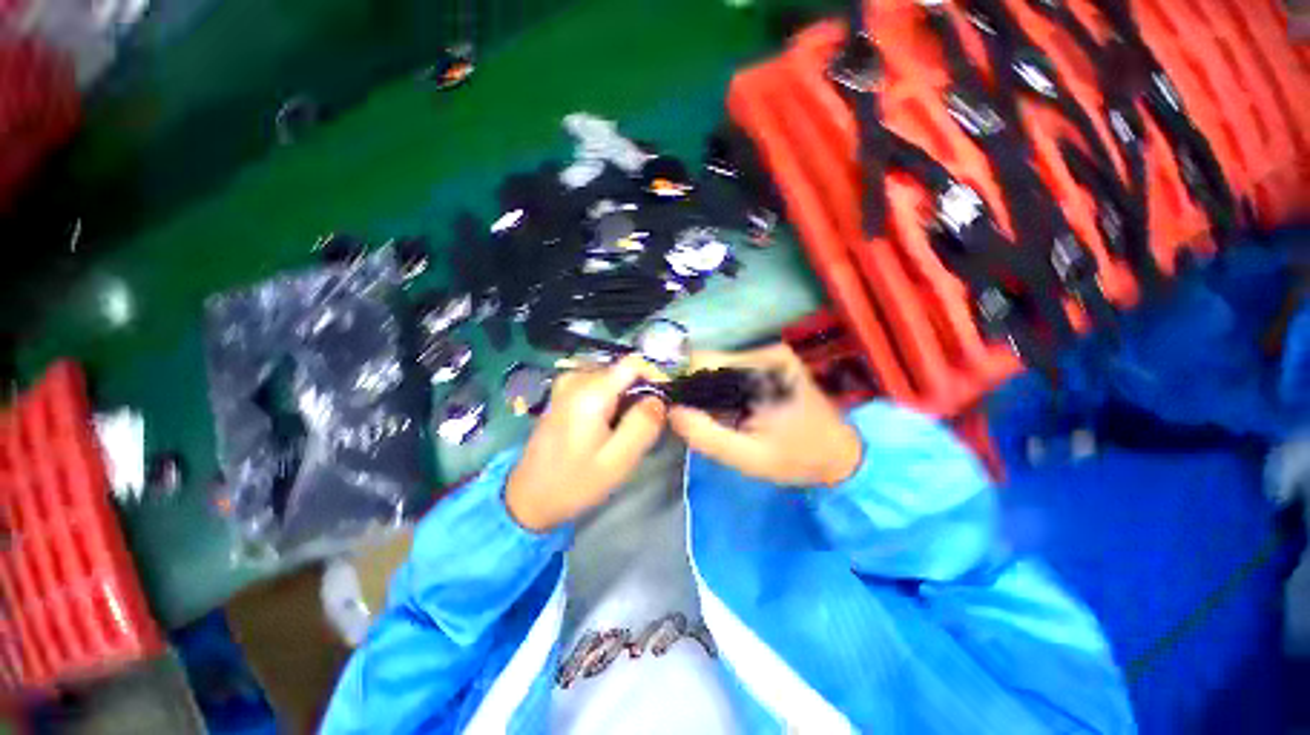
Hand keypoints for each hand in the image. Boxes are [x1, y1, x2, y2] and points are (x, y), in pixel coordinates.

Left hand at [506, 355, 667, 531]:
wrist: (529, 497)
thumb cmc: (576, 482)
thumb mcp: (618, 460)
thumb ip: (644, 424)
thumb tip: (659, 399)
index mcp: (590, 392)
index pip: (633, 362)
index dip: (654, 376)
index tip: (663, 402)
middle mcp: (576, 378)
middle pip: (622, 370)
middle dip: (640, 391)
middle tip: (644, 424)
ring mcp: (566, 384)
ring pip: (611, 377)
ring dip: (625, 397)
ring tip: (625, 428)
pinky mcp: (562, 393)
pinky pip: (597, 385)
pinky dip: (611, 399)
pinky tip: (608, 425)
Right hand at [668, 344, 861, 487]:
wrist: (841, 455)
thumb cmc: (796, 458)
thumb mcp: (747, 457)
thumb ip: (706, 435)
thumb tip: (672, 411)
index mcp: (762, 369)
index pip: (703, 362)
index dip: (682, 381)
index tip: (674, 404)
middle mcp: (766, 352)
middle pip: (711, 363)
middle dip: (697, 389)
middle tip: (697, 419)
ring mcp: (772, 354)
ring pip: (721, 367)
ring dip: (711, 390)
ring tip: (716, 417)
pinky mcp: (774, 362)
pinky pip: (735, 371)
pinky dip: (725, 389)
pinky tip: (731, 409)